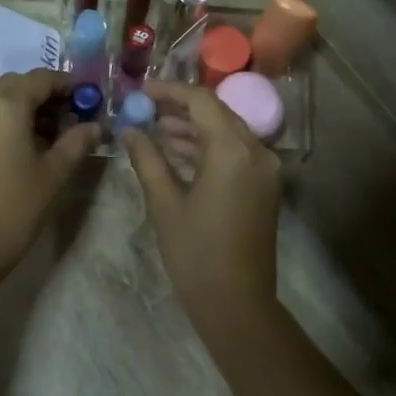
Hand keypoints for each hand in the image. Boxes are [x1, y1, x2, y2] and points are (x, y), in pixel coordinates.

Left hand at [0, 70, 97, 279]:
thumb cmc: (13, 210)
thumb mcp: (53, 175)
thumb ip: (76, 142)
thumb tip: (94, 125)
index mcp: (4, 105)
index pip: (41, 79)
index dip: (68, 85)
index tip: (88, 100)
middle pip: (17, 84)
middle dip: (45, 95)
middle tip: (71, 118)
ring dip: (24, 107)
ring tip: (50, 135)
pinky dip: (5, 119)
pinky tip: (23, 145)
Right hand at [123, 81, 281, 342]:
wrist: (237, 304)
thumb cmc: (196, 254)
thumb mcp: (165, 203)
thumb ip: (147, 159)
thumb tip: (130, 130)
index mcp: (232, 151)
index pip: (201, 101)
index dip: (169, 91)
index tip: (141, 91)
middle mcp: (256, 151)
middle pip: (217, 113)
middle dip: (181, 107)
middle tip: (145, 108)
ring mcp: (265, 170)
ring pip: (227, 133)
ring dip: (194, 128)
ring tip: (155, 129)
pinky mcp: (264, 187)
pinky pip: (235, 153)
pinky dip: (208, 148)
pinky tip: (178, 153)